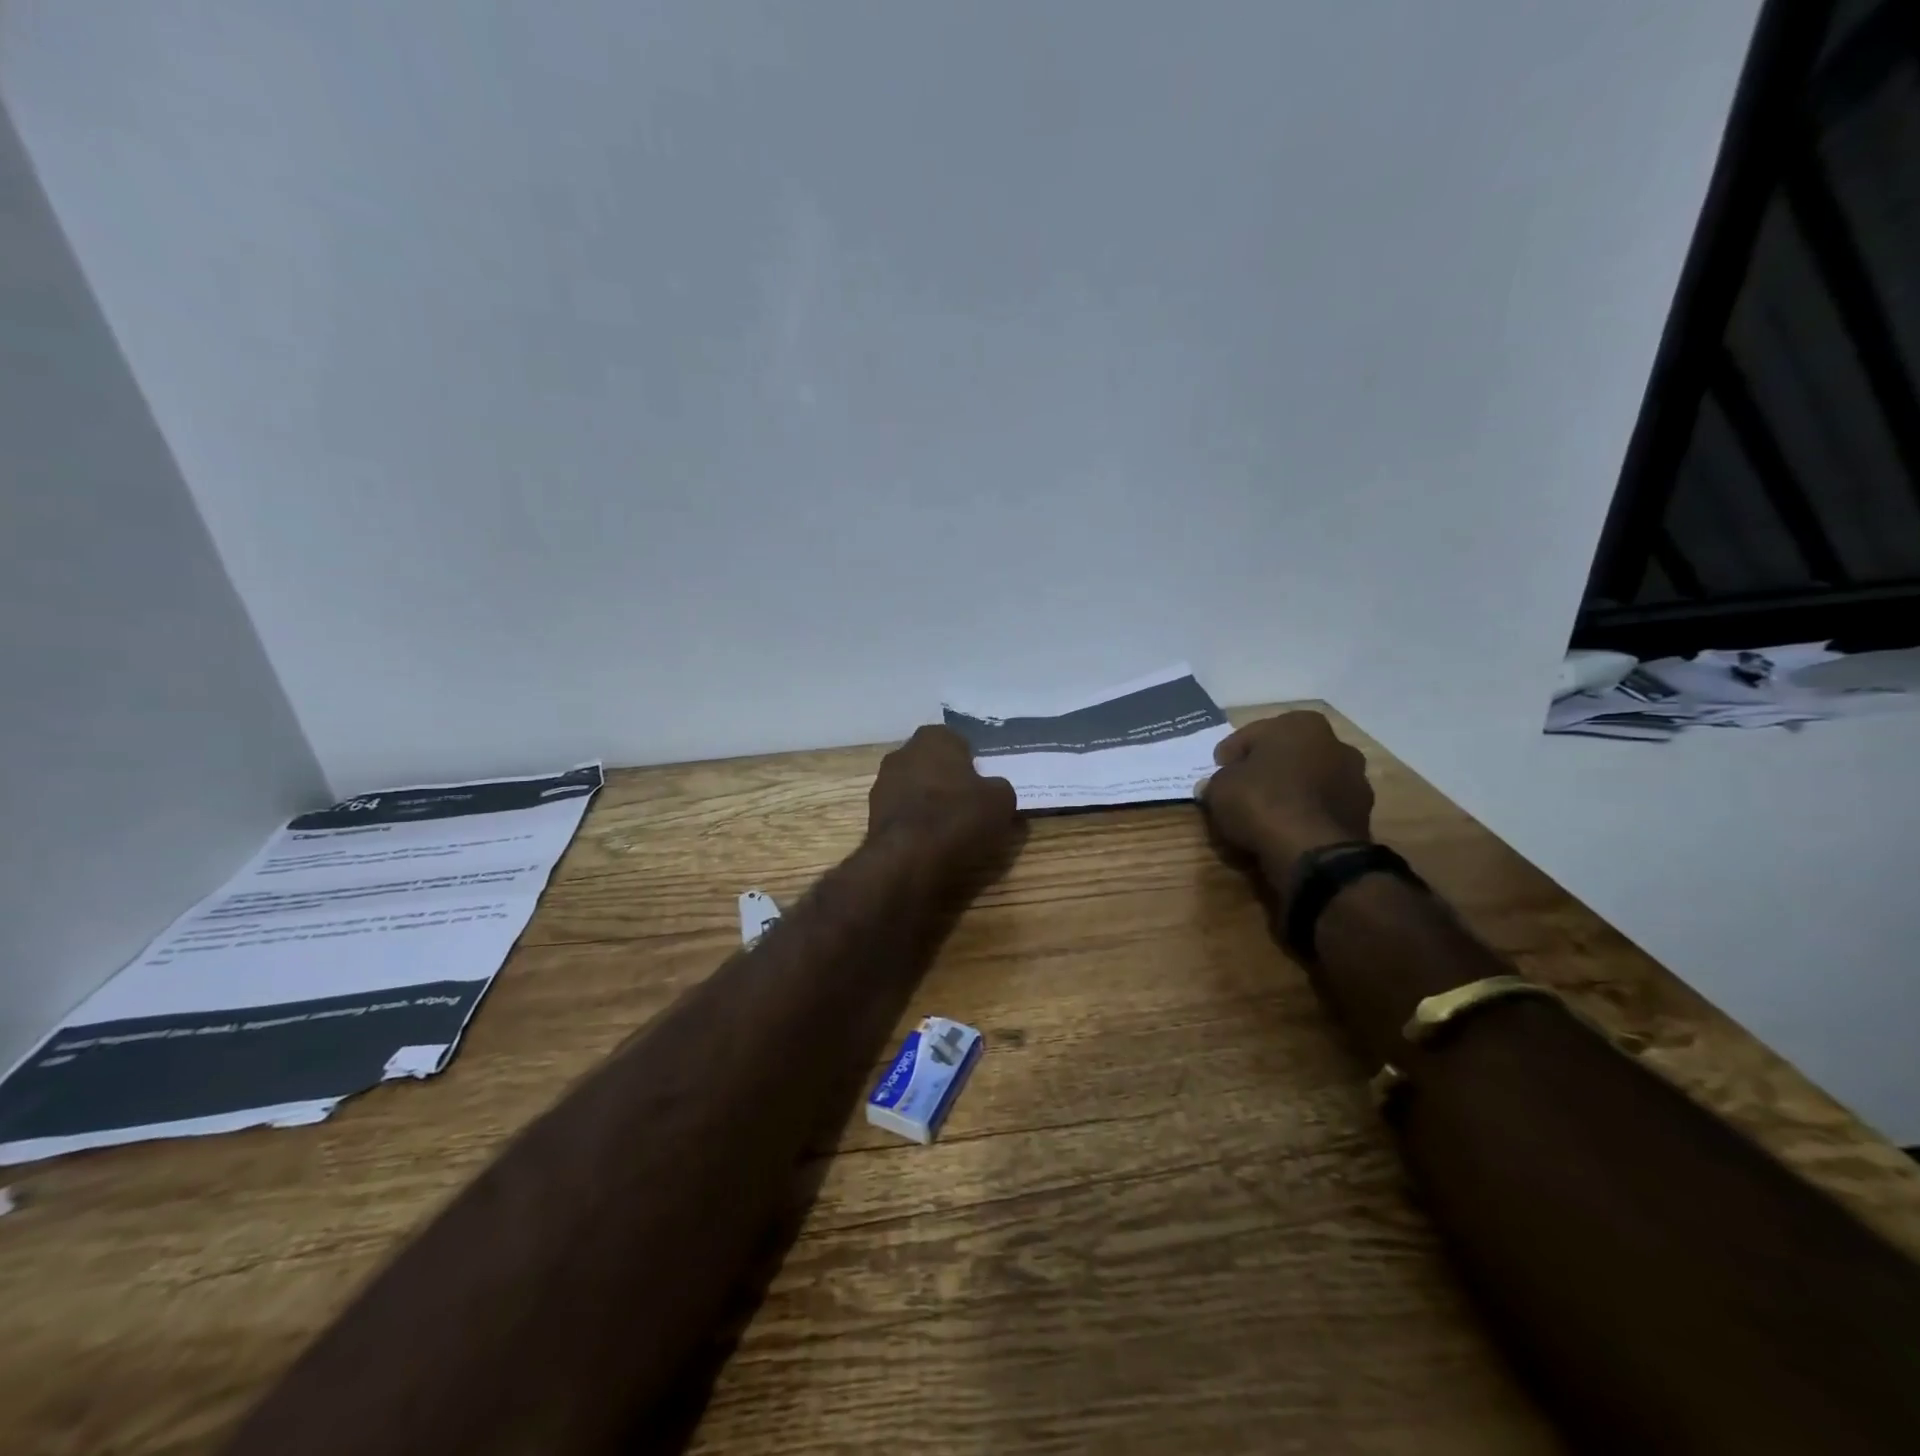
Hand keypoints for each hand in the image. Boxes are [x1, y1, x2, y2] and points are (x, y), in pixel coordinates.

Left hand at [867, 725, 1018, 879]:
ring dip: (928, 801)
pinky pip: (903, 811)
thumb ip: (998, 787)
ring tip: (949, 829)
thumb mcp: (1001, 800)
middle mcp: (903, 752)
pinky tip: (929, 841)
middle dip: (948, 780)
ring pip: (915, 787)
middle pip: (933, 764)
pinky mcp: (872, 812)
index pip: (958, 742)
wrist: (908, 858)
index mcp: (934, 737)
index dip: (972, 764)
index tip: (982, 787)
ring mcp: (883, 782)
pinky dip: (914, 822)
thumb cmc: (957, 817)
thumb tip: (992, 789)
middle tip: (968, 806)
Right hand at [1198, 712, 1373, 876]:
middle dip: (1265, 769)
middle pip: (1285, 754)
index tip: (1218, 771)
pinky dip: (1304, 813)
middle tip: (1240, 789)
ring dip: (1288, 791)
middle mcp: (1334, 743)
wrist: (1314, 852)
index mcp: (1300, 724)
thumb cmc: (1262, 803)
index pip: (1251, 735)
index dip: (1230, 755)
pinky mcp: (1361, 812)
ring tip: (1264, 814)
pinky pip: (1320, 807)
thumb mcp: (1220, 789)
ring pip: (1307, 780)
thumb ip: (1217, 782)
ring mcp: (1354, 778)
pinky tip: (1285, 828)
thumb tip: (1214, 786)